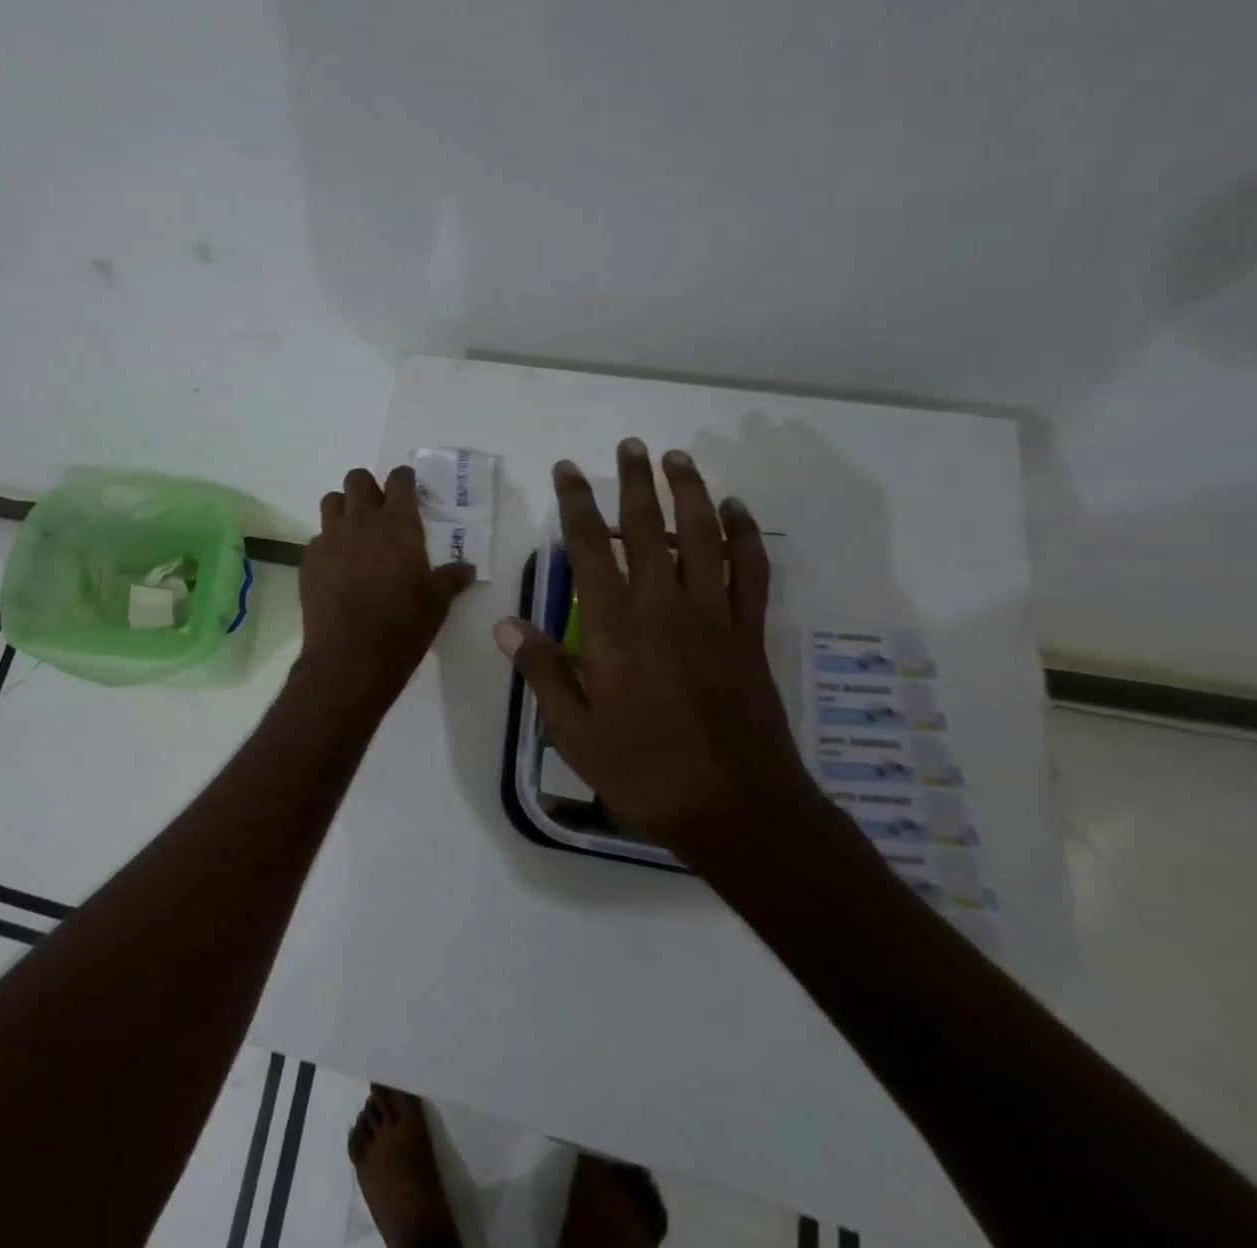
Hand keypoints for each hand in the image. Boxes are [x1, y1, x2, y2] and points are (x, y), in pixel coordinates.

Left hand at [300, 466, 476, 706]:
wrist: (352, 655)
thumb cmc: (404, 624)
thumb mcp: (437, 602)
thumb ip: (451, 579)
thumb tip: (466, 569)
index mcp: (398, 523)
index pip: (399, 480)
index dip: (404, 479)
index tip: (408, 487)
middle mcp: (361, 521)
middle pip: (356, 479)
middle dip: (368, 488)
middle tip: (378, 509)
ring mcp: (330, 538)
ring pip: (331, 502)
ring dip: (343, 509)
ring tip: (354, 533)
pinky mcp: (308, 560)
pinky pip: (318, 539)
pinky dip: (328, 546)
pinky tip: (337, 569)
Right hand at [494, 441, 824, 865]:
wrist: (737, 810)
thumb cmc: (644, 771)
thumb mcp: (574, 731)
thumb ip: (542, 670)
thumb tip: (507, 623)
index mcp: (613, 628)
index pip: (588, 549)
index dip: (575, 504)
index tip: (567, 471)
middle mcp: (662, 607)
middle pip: (647, 528)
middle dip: (635, 482)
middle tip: (630, 445)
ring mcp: (712, 616)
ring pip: (703, 537)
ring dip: (690, 492)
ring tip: (678, 459)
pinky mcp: (748, 633)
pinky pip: (749, 571)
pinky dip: (744, 536)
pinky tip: (737, 511)